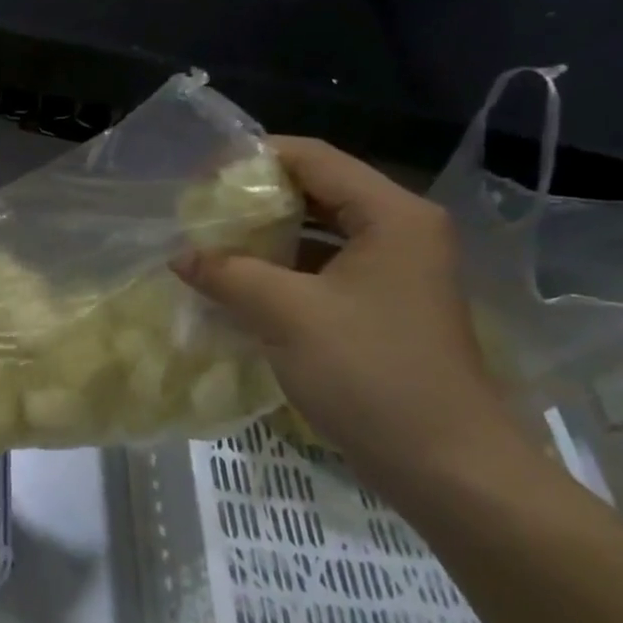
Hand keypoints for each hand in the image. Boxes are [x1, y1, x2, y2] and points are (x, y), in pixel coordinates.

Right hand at [174, 137, 518, 497]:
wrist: (442, 464)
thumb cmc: (369, 373)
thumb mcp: (287, 314)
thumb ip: (227, 273)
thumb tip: (179, 255)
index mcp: (391, 216)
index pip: (313, 159)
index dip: (253, 158)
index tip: (198, 176)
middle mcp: (399, 232)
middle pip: (316, 193)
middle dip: (254, 200)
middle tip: (198, 212)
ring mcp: (393, 273)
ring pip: (317, 235)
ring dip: (264, 239)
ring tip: (208, 245)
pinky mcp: (381, 309)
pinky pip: (321, 272)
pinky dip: (280, 272)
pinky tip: (236, 286)